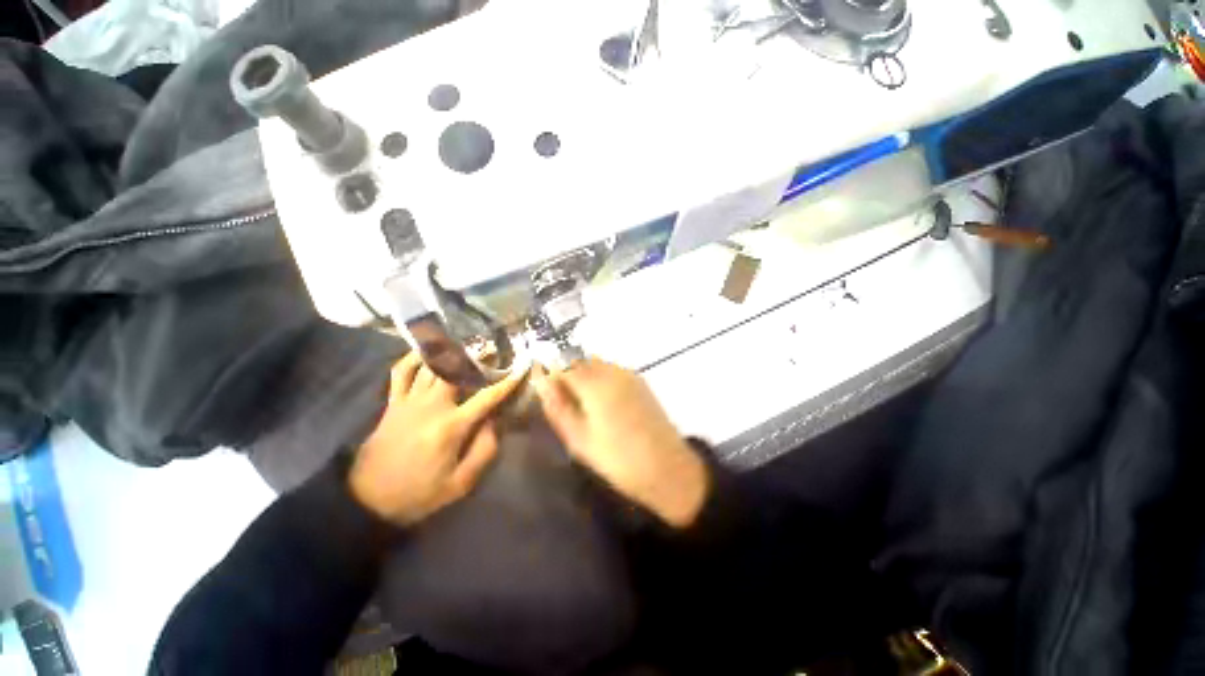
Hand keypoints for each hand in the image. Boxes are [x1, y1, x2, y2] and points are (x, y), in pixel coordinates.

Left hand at [350, 352, 526, 526]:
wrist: (366, 500)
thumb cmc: (418, 493)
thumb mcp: (459, 484)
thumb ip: (484, 452)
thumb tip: (495, 422)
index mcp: (451, 426)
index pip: (487, 397)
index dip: (507, 382)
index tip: (521, 368)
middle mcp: (431, 406)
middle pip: (457, 371)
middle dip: (477, 356)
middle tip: (492, 347)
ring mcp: (409, 401)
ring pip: (431, 366)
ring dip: (451, 352)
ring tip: (466, 344)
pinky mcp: (393, 403)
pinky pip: (400, 372)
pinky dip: (412, 358)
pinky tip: (426, 352)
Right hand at [533, 358, 708, 527]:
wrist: (667, 468)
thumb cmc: (618, 459)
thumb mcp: (578, 439)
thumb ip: (557, 406)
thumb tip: (541, 382)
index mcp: (594, 383)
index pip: (561, 362)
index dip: (549, 373)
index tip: (545, 391)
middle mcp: (612, 370)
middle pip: (579, 358)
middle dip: (566, 374)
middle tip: (563, 402)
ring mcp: (628, 373)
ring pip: (595, 363)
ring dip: (583, 376)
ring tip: (583, 407)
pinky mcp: (639, 381)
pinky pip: (611, 370)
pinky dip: (599, 380)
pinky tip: (603, 405)